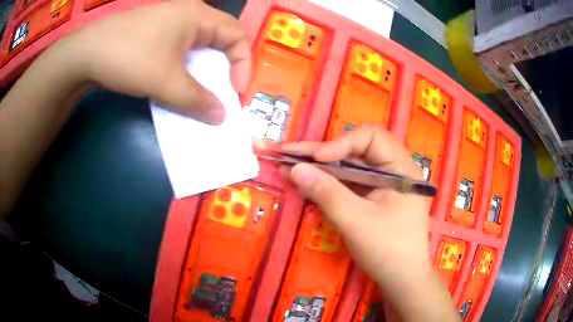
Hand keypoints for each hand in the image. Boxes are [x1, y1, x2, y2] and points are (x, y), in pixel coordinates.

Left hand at [52, 0, 250, 123]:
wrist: (85, 54)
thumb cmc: (129, 57)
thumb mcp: (166, 81)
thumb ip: (197, 101)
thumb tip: (221, 117)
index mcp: (198, 16)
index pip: (236, 36)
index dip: (243, 64)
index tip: (236, 91)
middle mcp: (187, 14)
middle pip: (218, 40)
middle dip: (224, 68)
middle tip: (222, 93)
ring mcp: (169, 24)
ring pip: (197, 47)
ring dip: (202, 72)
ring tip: (200, 94)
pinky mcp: (154, 35)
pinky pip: (179, 51)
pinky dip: (184, 70)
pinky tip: (176, 85)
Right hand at [281, 126, 430, 291]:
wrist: (402, 280)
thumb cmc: (388, 250)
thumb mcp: (356, 221)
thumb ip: (326, 193)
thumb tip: (295, 169)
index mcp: (401, 167)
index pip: (371, 137)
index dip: (342, 143)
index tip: (317, 160)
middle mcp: (393, 170)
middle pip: (355, 151)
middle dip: (321, 154)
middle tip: (287, 153)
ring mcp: (382, 186)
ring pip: (349, 169)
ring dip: (320, 169)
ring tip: (288, 166)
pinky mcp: (372, 199)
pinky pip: (348, 185)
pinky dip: (327, 184)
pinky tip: (305, 183)